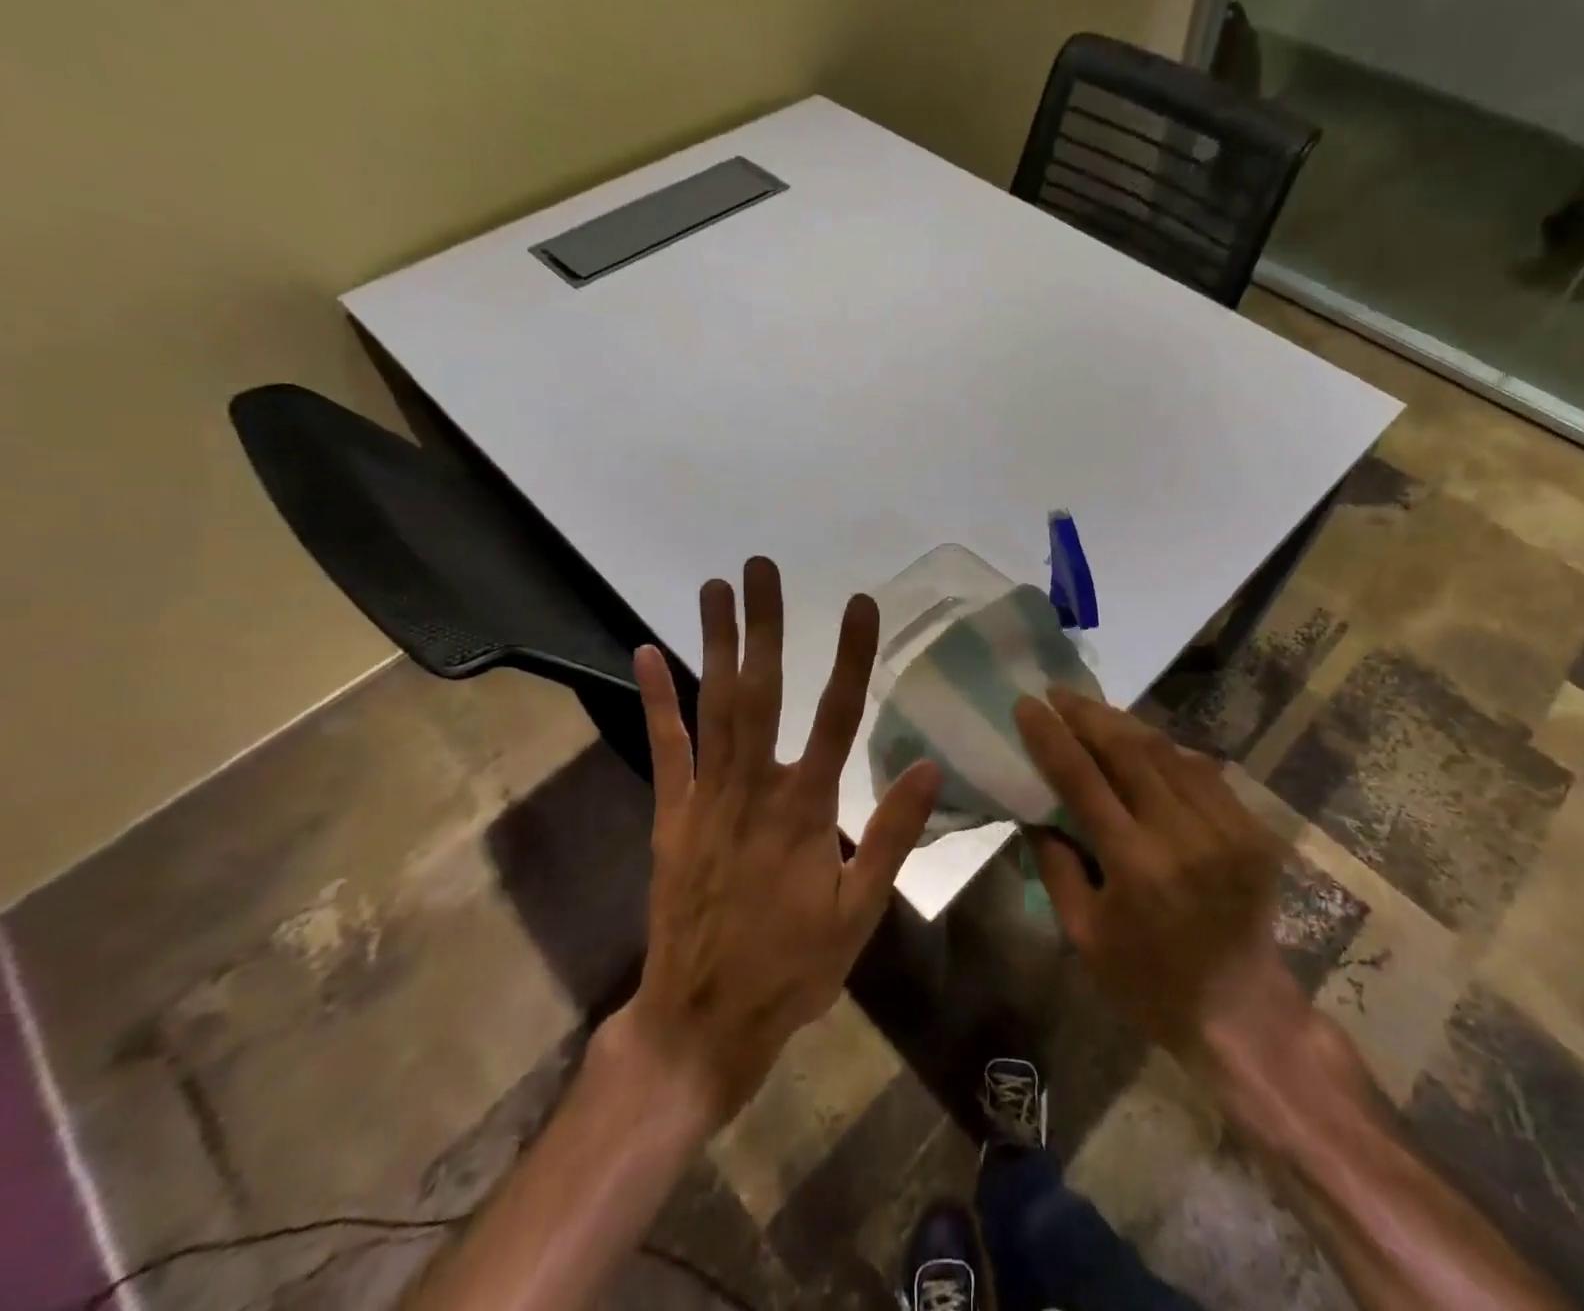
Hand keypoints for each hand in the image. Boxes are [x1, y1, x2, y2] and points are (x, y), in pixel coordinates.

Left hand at [603, 557, 940, 1124]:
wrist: (701, 1023)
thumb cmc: (792, 968)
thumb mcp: (859, 913)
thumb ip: (890, 835)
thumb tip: (929, 766)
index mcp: (806, 809)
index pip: (837, 717)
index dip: (852, 656)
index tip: (861, 603)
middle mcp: (753, 789)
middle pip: (760, 693)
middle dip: (764, 626)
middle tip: (762, 569)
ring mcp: (705, 798)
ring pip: (712, 707)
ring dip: (714, 644)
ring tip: (715, 588)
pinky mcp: (671, 816)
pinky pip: (664, 749)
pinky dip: (655, 700)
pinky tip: (646, 654)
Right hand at [1013, 689, 1308, 1057]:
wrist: (1242, 1011)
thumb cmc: (1147, 982)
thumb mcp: (1082, 933)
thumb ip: (1054, 862)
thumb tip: (1035, 805)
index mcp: (1136, 865)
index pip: (1082, 779)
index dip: (1050, 736)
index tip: (1026, 704)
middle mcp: (1184, 834)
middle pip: (1128, 749)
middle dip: (1088, 713)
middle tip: (1058, 692)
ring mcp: (1227, 827)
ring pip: (1167, 751)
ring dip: (1125, 724)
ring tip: (1093, 709)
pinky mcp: (1253, 829)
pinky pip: (1201, 771)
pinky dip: (1166, 751)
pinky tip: (1142, 743)